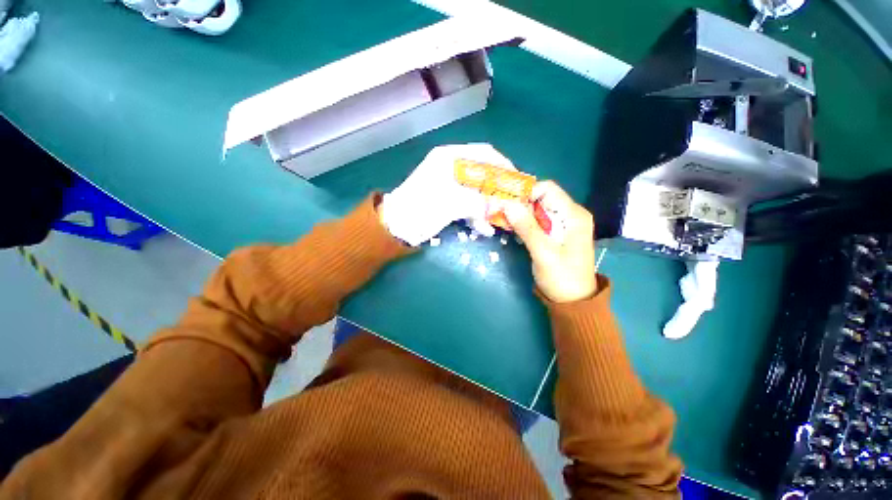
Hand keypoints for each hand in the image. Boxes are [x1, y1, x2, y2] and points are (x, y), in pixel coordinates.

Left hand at [379, 144, 515, 245]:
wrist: (397, 226)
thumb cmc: (420, 208)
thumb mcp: (450, 202)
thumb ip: (478, 202)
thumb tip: (499, 206)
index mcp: (449, 158)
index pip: (484, 153)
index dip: (503, 165)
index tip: (517, 180)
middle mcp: (452, 168)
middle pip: (484, 174)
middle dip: (498, 190)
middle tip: (512, 203)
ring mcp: (451, 185)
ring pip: (478, 191)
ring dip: (489, 206)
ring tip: (499, 220)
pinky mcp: (449, 200)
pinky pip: (470, 204)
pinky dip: (477, 215)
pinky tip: (484, 228)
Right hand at [505, 181, 597, 302]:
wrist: (574, 302)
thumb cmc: (562, 278)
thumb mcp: (543, 253)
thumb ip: (527, 228)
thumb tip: (507, 204)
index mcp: (574, 215)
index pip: (547, 189)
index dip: (525, 193)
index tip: (506, 203)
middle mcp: (570, 214)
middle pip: (541, 198)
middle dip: (520, 203)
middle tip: (500, 213)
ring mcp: (563, 224)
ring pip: (537, 210)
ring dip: (519, 214)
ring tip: (504, 222)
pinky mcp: (555, 234)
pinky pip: (537, 221)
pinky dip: (524, 223)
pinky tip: (513, 231)